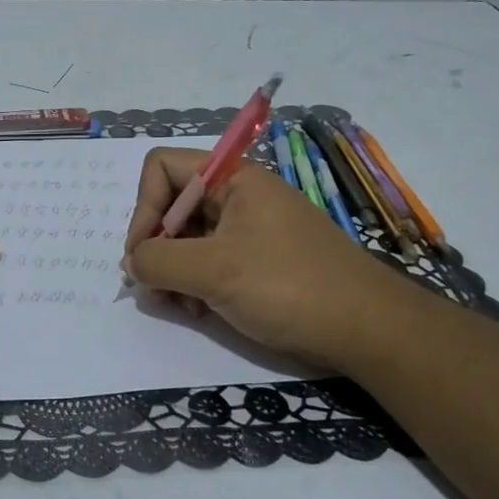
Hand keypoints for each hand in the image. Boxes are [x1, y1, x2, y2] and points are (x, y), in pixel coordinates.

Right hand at [122, 147, 401, 366]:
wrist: (367, 330)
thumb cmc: (289, 287)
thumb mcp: (214, 271)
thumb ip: (159, 261)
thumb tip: (131, 262)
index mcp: (233, 179)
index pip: (163, 168)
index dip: (143, 207)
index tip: (142, 254)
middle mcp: (239, 197)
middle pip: (172, 205)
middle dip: (155, 247)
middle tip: (153, 290)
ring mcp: (249, 231)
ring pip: (188, 239)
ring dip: (172, 272)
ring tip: (177, 306)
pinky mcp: (257, 263)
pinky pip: (209, 262)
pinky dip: (194, 285)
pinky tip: (198, 312)